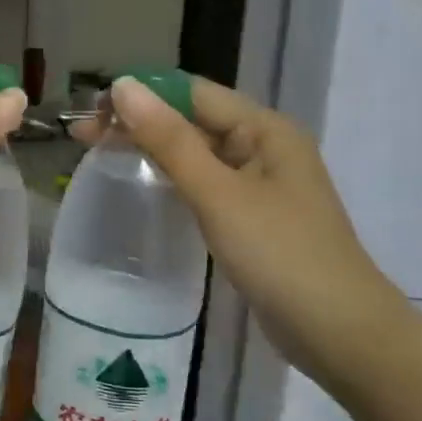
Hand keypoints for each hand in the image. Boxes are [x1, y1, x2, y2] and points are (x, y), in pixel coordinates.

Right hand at [75, 77, 407, 379]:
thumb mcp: (218, 194)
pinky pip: (204, 182)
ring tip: (101, 154)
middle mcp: (263, 146)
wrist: (339, 333)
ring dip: (151, 148)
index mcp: (264, 129)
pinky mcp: (252, 216)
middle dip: (139, 122)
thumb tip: (123, 87)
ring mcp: (259, 184)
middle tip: (82, 136)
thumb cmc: (279, 255)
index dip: (140, 95)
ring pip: (196, 152)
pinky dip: (171, 177)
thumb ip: (169, 140)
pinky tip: (144, 185)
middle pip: (192, 119)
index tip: (91, 111)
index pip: (191, 92)